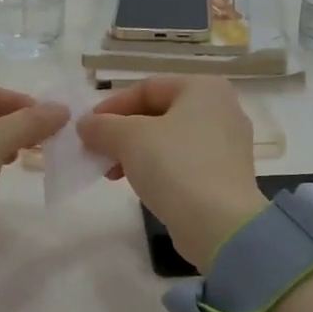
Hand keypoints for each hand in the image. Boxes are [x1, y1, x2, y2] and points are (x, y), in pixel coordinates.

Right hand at [78, 76, 266, 265]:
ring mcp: (226, 145)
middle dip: (121, 132)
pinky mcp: (224, 176)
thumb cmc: (175, 166)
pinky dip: (156, 168)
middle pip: (158, 113)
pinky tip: (136, 184)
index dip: (112, 106)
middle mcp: (221, 109)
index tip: (87, 128)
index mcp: (204, 88)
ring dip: (134, 152)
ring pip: (169, 140)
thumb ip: (102, 126)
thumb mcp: (129, 138)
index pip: (147, 87)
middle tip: (96, 150)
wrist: (219, 224)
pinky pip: (182, 162)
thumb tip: (85, 125)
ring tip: (111, 172)